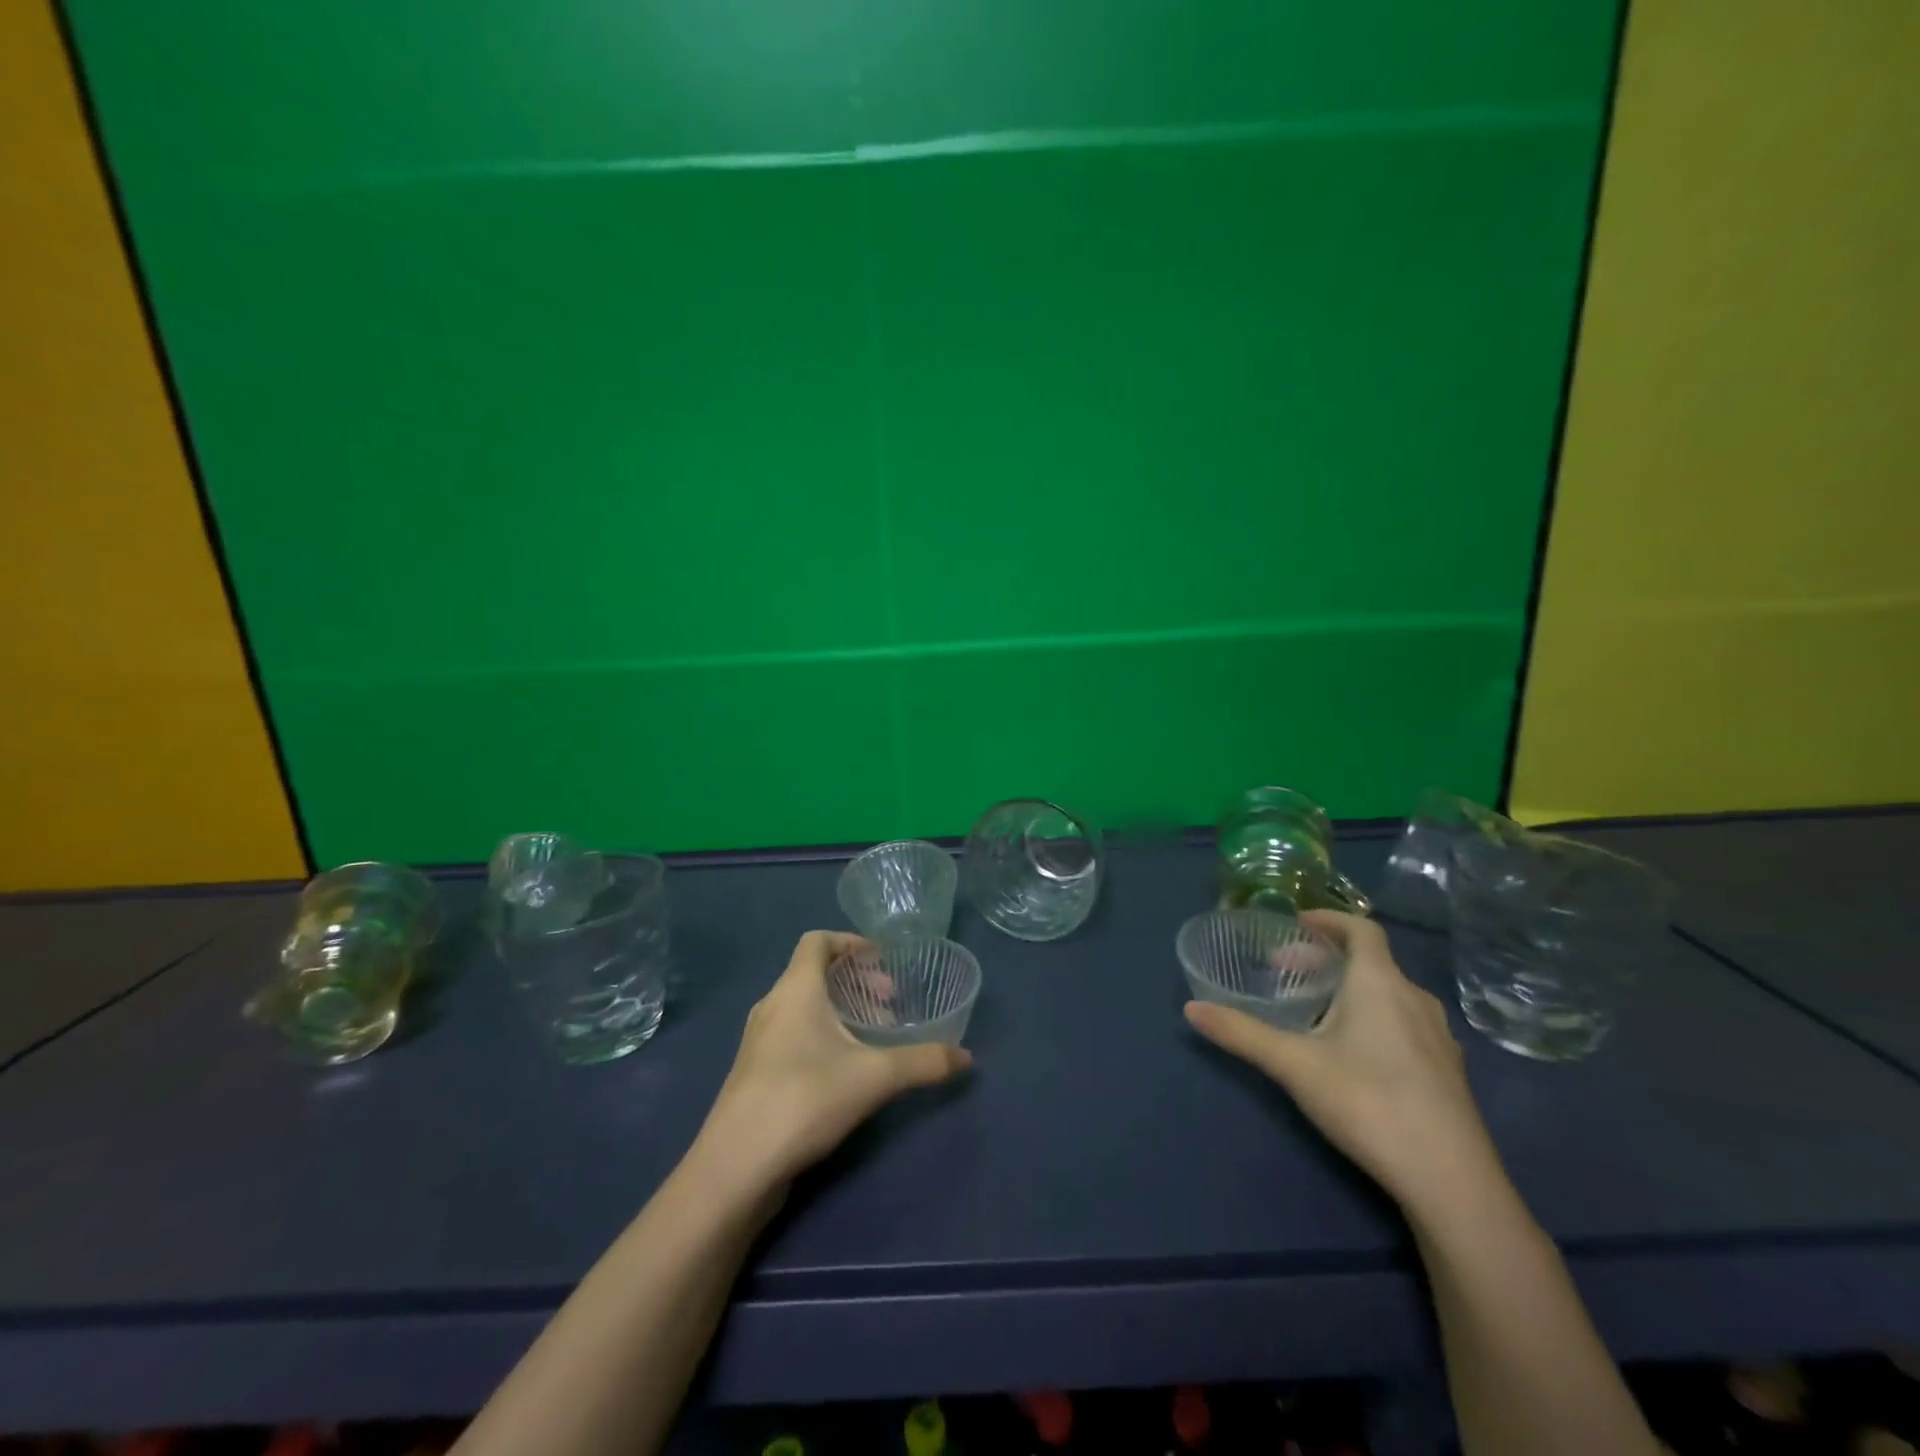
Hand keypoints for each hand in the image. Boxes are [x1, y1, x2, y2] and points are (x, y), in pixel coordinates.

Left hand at [695, 931, 972, 1192]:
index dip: (849, 942)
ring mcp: (757, 1042)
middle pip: (812, 973)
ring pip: (802, 1007)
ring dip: (838, 1011)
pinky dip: (820, 1035)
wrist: (734, 1167)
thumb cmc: (804, 1098)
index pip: (817, 941)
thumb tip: (967, 1058)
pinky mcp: (752, 1074)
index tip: (881, 960)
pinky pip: (791, 1034)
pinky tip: (842, 1071)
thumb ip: (923, 1063)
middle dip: (854, 982)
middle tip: (888, 1004)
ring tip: (871, 1037)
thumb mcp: (874, 1077)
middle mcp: (772, 1006)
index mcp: (795, 989)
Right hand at [1184, 911, 1503, 1215]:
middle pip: (1371, 960)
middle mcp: (1415, 999)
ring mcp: (1439, 1037)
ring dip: (1352, 988)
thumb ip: (1241, 1033)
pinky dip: (1375, 1016)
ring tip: (1317, 1010)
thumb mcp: (1293, 1065)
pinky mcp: (1447, 1071)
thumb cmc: (1368, 1103)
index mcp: (1380, 983)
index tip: (1295, 924)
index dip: (1328, 919)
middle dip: (1327, 958)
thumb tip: (1190, 1008)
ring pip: (1390, 992)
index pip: (1361, 928)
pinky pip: (1406, 1022)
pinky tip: (1355, 1052)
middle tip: (1288, 971)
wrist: (1452, 1182)